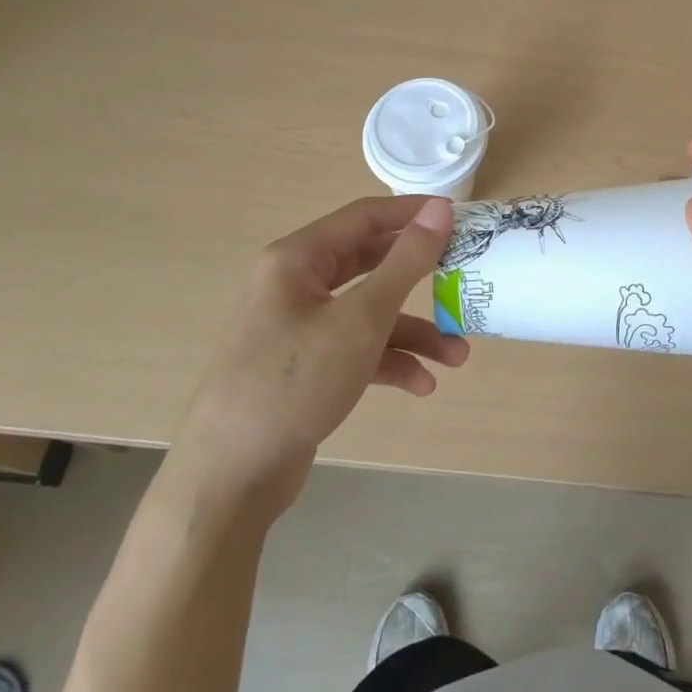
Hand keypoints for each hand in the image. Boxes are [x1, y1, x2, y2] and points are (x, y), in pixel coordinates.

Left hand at [166, 196, 467, 520]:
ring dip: (412, 332)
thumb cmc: (295, 382)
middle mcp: (294, 284)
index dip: (413, 213)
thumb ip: (406, 261)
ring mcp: (296, 327)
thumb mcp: (361, 319)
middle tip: (462, 276)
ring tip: (457, 356)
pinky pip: (353, 348)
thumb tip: (440, 209)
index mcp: (297, 259)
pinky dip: (387, 361)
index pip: (365, 216)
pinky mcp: (302, 366)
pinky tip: (422, 385)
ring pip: (366, 313)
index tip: (460, 218)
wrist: (228, 481)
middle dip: (420, 280)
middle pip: (369, 264)